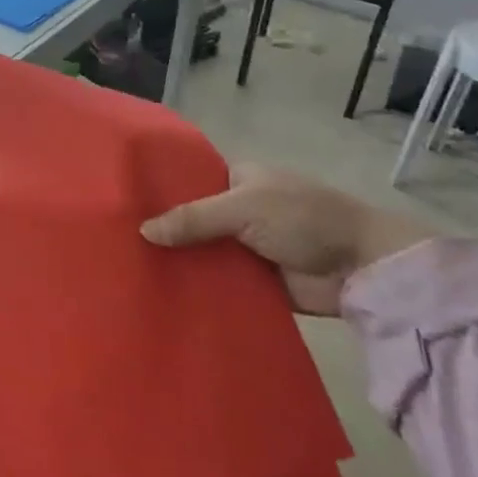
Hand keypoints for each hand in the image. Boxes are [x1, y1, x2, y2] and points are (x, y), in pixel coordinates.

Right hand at [140, 163, 428, 314]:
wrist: (362, 266)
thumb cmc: (302, 218)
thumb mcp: (243, 207)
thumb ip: (194, 219)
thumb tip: (143, 231)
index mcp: (236, 179)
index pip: (188, 180)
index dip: (158, 190)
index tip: (120, 204)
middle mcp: (236, 210)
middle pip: (191, 219)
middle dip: (163, 231)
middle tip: (115, 245)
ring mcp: (245, 247)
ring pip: (202, 253)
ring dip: (178, 263)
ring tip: (129, 274)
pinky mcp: (255, 282)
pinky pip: (219, 284)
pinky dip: (199, 289)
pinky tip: (163, 298)